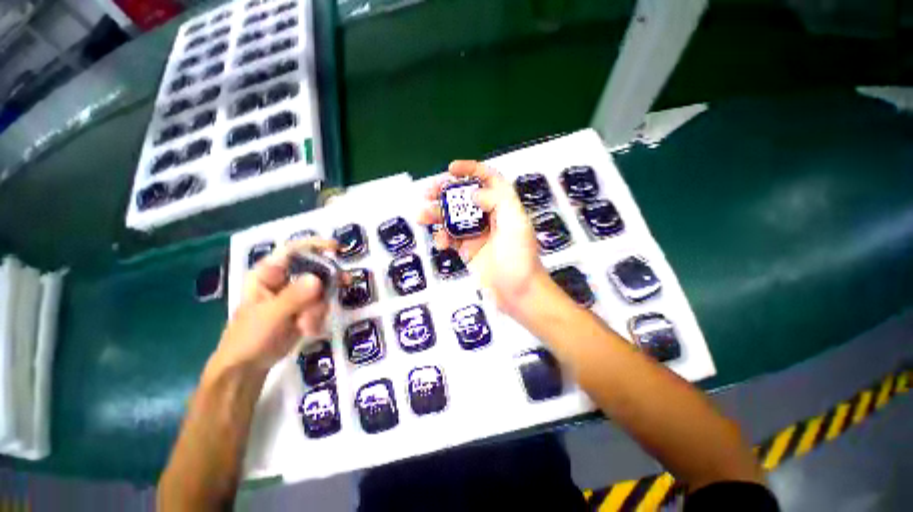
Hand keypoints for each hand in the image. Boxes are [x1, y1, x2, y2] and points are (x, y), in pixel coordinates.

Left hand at [210, 239, 336, 373]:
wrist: (248, 368)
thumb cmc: (249, 338)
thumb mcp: (271, 315)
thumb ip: (294, 296)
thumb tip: (318, 279)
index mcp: (268, 274)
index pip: (293, 250)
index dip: (315, 245)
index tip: (337, 249)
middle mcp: (284, 279)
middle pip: (316, 269)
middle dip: (328, 282)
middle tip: (345, 283)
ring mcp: (296, 294)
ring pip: (322, 289)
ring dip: (319, 307)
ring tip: (306, 325)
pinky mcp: (305, 308)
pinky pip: (322, 304)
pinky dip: (319, 316)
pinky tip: (308, 330)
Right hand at [418, 160, 546, 313]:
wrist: (518, 293)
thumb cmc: (520, 258)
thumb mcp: (516, 223)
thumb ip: (497, 201)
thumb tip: (474, 193)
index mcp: (504, 206)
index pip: (489, 179)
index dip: (471, 169)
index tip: (451, 169)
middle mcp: (489, 216)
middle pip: (464, 196)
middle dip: (445, 192)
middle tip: (427, 192)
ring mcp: (477, 233)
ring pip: (453, 217)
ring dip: (436, 214)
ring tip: (421, 216)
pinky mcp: (468, 249)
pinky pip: (451, 237)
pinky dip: (443, 237)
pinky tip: (441, 242)